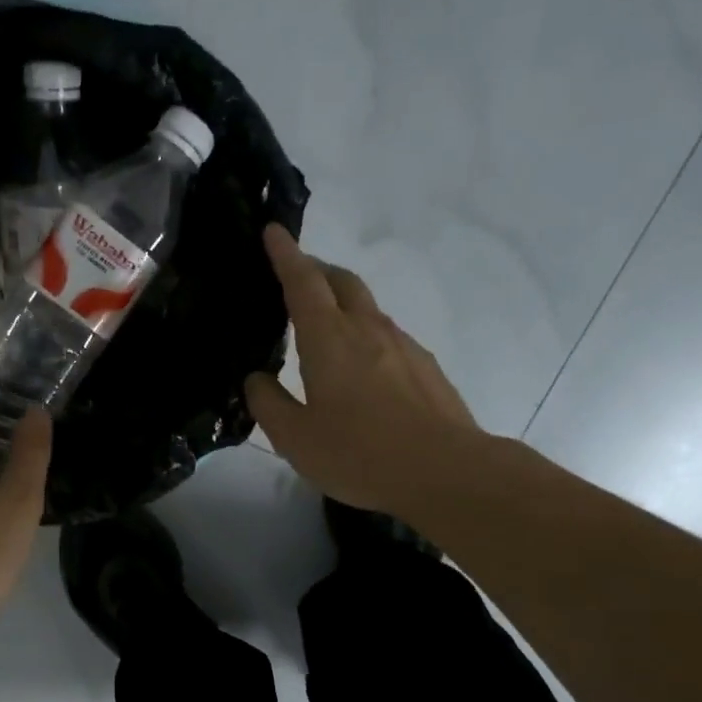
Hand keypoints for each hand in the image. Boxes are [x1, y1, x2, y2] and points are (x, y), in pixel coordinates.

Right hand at [246, 225, 485, 521]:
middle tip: (296, 275)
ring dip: (343, 302)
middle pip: (341, 281)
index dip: (285, 255)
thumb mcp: (295, 438)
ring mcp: (402, 345)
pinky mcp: (425, 367)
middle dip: (316, 269)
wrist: (445, 470)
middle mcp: (367, 329)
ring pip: (367, 307)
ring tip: (325, 326)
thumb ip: (268, 404)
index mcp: (329, 339)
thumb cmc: (359, 453)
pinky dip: (366, 334)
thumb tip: (256, 379)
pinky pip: (388, 336)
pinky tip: (363, 368)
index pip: (302, 282)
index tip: (273, 230)